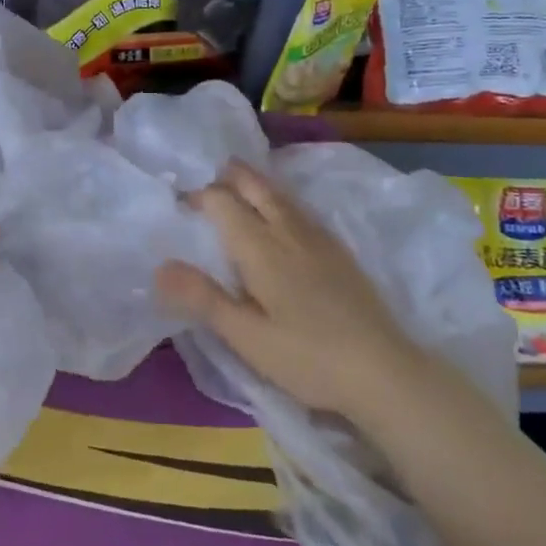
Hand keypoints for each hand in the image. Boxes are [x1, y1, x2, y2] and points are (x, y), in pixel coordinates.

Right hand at [155, 160, 424, 419]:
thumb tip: (159, 267)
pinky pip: (302, 210)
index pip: (223, 202)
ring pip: (282, 196)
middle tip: (211, 172)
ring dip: (257, 183)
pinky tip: (284, 214)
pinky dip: (281, 199)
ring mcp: (320, 240)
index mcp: (260, 247)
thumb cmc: (308, 357)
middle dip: (232, 176)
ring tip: (240, 180)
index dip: (199, 195)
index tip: (179, 201)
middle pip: (256, 188)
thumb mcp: (246, 336)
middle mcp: (288, 232)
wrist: (385, 372)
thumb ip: (203, 299)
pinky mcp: (340, 253)